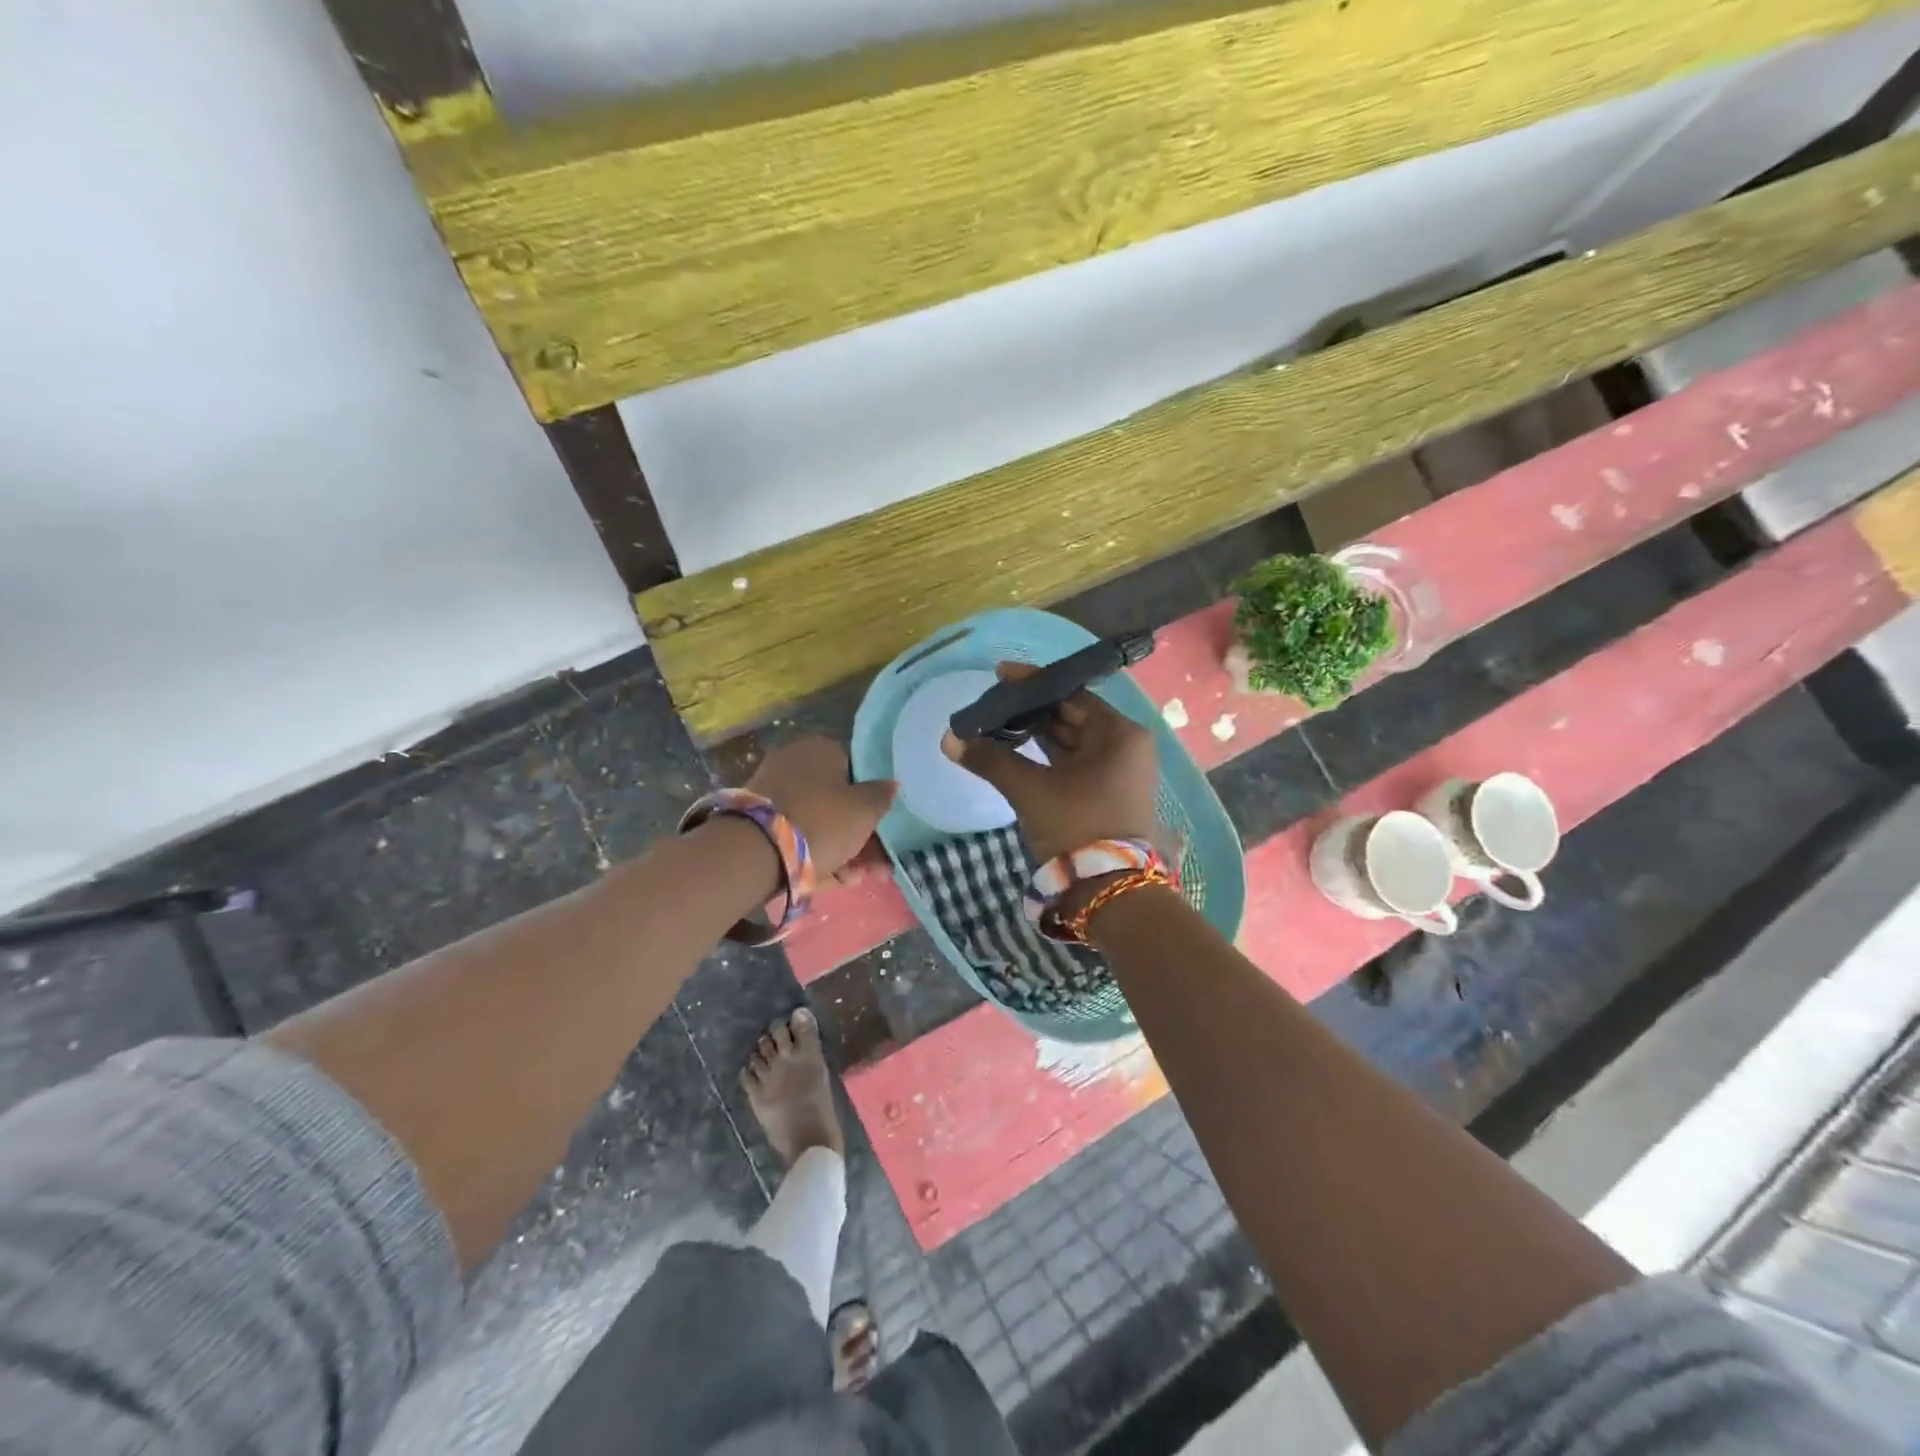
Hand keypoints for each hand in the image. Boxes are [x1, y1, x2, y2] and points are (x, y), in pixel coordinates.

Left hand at [747, 737, 896, 885]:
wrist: (755, 853)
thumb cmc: (821, 821)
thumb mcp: (865, 810)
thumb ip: (882, 795)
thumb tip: (891, 784)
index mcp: (821, 748)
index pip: (859, 768)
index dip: (876, 799)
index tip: (887, 826)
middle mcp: (796, 762)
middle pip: (840, 799)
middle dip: (862, 834)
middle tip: (878, 864)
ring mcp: (775, 792)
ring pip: (821, 820)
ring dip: (844, 850)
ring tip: (856, 879)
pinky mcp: (761, 821)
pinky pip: (800, 834)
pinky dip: (817, 854)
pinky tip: (833, 879)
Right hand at [941, 663, 1158, 862]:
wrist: (1109, 893)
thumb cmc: (1075, 827)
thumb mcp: (1030, 790)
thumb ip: (990, 760)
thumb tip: (949, 738)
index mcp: (1119, 734)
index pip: (1071, 695)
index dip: (1032, 685)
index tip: (999, 676)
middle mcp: (1127, 746)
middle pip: (1072, 717)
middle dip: (1031, 712)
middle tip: (992, 706)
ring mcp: (1121, 771)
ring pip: (1073, 742)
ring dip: (1037, 735)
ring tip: (997, 727)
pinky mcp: (1111, 793)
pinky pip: (1076, 762)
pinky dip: (1049, 757)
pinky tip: (1017, 753)